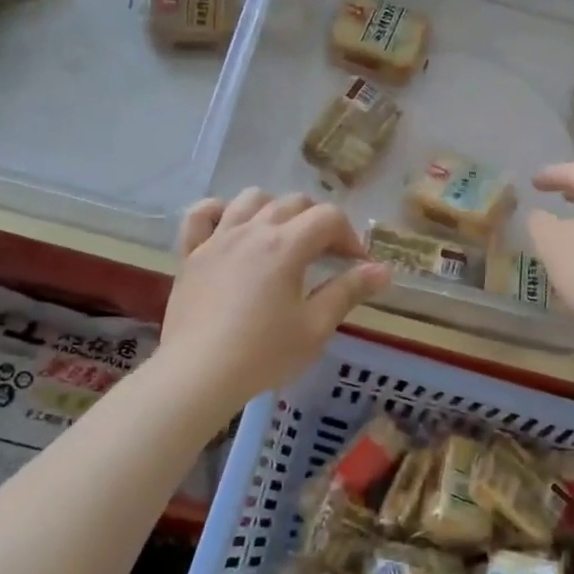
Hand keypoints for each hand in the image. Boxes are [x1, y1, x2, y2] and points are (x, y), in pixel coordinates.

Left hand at [158, 190, 391, 412]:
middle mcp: (252, 231)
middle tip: (326, 255)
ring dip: (274, 209)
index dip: (350, 236)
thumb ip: (348, 291)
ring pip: (250, 199)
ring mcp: (217, 239)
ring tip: (282, 238)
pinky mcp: (190, 255)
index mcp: (286, 246)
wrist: (198, 374)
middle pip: (293, 202)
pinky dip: (219, 212)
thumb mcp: (315, 327)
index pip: (328, 218)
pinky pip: (201, 215)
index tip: (356, 265)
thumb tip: (383, 270)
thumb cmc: (263, 354)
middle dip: (318, 221)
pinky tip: (230, 227)